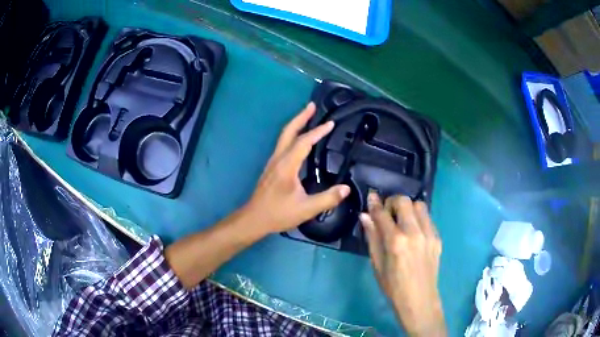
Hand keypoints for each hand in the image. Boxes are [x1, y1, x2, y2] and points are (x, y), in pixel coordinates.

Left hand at [245, 102, 350, 233]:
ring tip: (308, 117)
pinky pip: (283, 144)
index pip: (304, 142)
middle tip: (312, 105)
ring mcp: (273, 162)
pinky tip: (299, 140)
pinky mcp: (272, 167)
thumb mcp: (306, 209)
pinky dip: (293, 135)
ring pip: (284, 136)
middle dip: (301, 117)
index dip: (318, 131)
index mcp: (287, 165)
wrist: (254, 218)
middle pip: (288, 131)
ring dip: (296, 124)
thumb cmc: (278, 213)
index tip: (330, 123)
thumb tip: (346, 188)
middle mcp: (278, 158)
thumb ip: (327, 199)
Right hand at [360, 192, 445, 336]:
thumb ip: (372, 237)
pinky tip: (414, 231)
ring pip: (420, 205)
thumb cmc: (393, 286)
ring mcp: (429, 234)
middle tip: (388, 213)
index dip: (375, 203)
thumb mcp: (377, 264)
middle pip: (405, 202)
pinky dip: (418, 218)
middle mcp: (414, 233)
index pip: (383, 214)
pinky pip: (428, 218)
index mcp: (396, 242)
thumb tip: (365, 216)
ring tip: (402, 220)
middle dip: (393, 202)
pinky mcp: (437, 238)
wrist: (419, 300)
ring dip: (408, 208)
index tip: (371, 196)